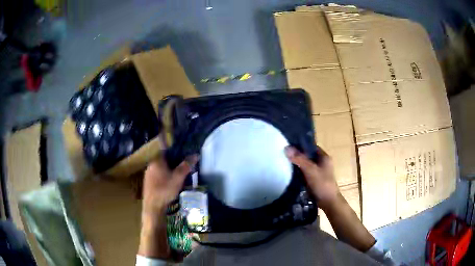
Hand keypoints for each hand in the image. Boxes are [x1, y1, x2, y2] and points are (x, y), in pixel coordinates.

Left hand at [141, 155, 198, 219]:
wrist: (153, 206)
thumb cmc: (165, 189)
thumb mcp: (178, 177)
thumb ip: (186, 166)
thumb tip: (196, 155)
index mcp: (157, 160)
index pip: (166, 150)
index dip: (175, 151)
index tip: (184, 154)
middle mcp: (150, 164)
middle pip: (164, 159)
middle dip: (173, 162)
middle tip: (183, 166)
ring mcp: (148, 174)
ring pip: (161, 168)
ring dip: (169, 169)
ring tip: (179, 175)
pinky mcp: (148, 182)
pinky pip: (158, 175)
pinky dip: (164, 176)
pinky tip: (170, 183)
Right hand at [284, 146, 339, 209]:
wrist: (328, 202)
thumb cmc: (322, 184)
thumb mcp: (311, 170)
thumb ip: (300, 159)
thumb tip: (286, 147)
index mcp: (324, 157)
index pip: (311, 146)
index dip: (300, 145)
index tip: (288, 144)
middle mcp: (321, 163)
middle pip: (307, 156)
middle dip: (297, 155)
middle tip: (283, 153)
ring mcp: (317, 172)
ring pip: (305, 165)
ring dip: (296, 164)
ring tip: (283, 162)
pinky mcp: (313, 180)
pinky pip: (304, 173)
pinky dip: (297, 172)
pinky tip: (288, 173)